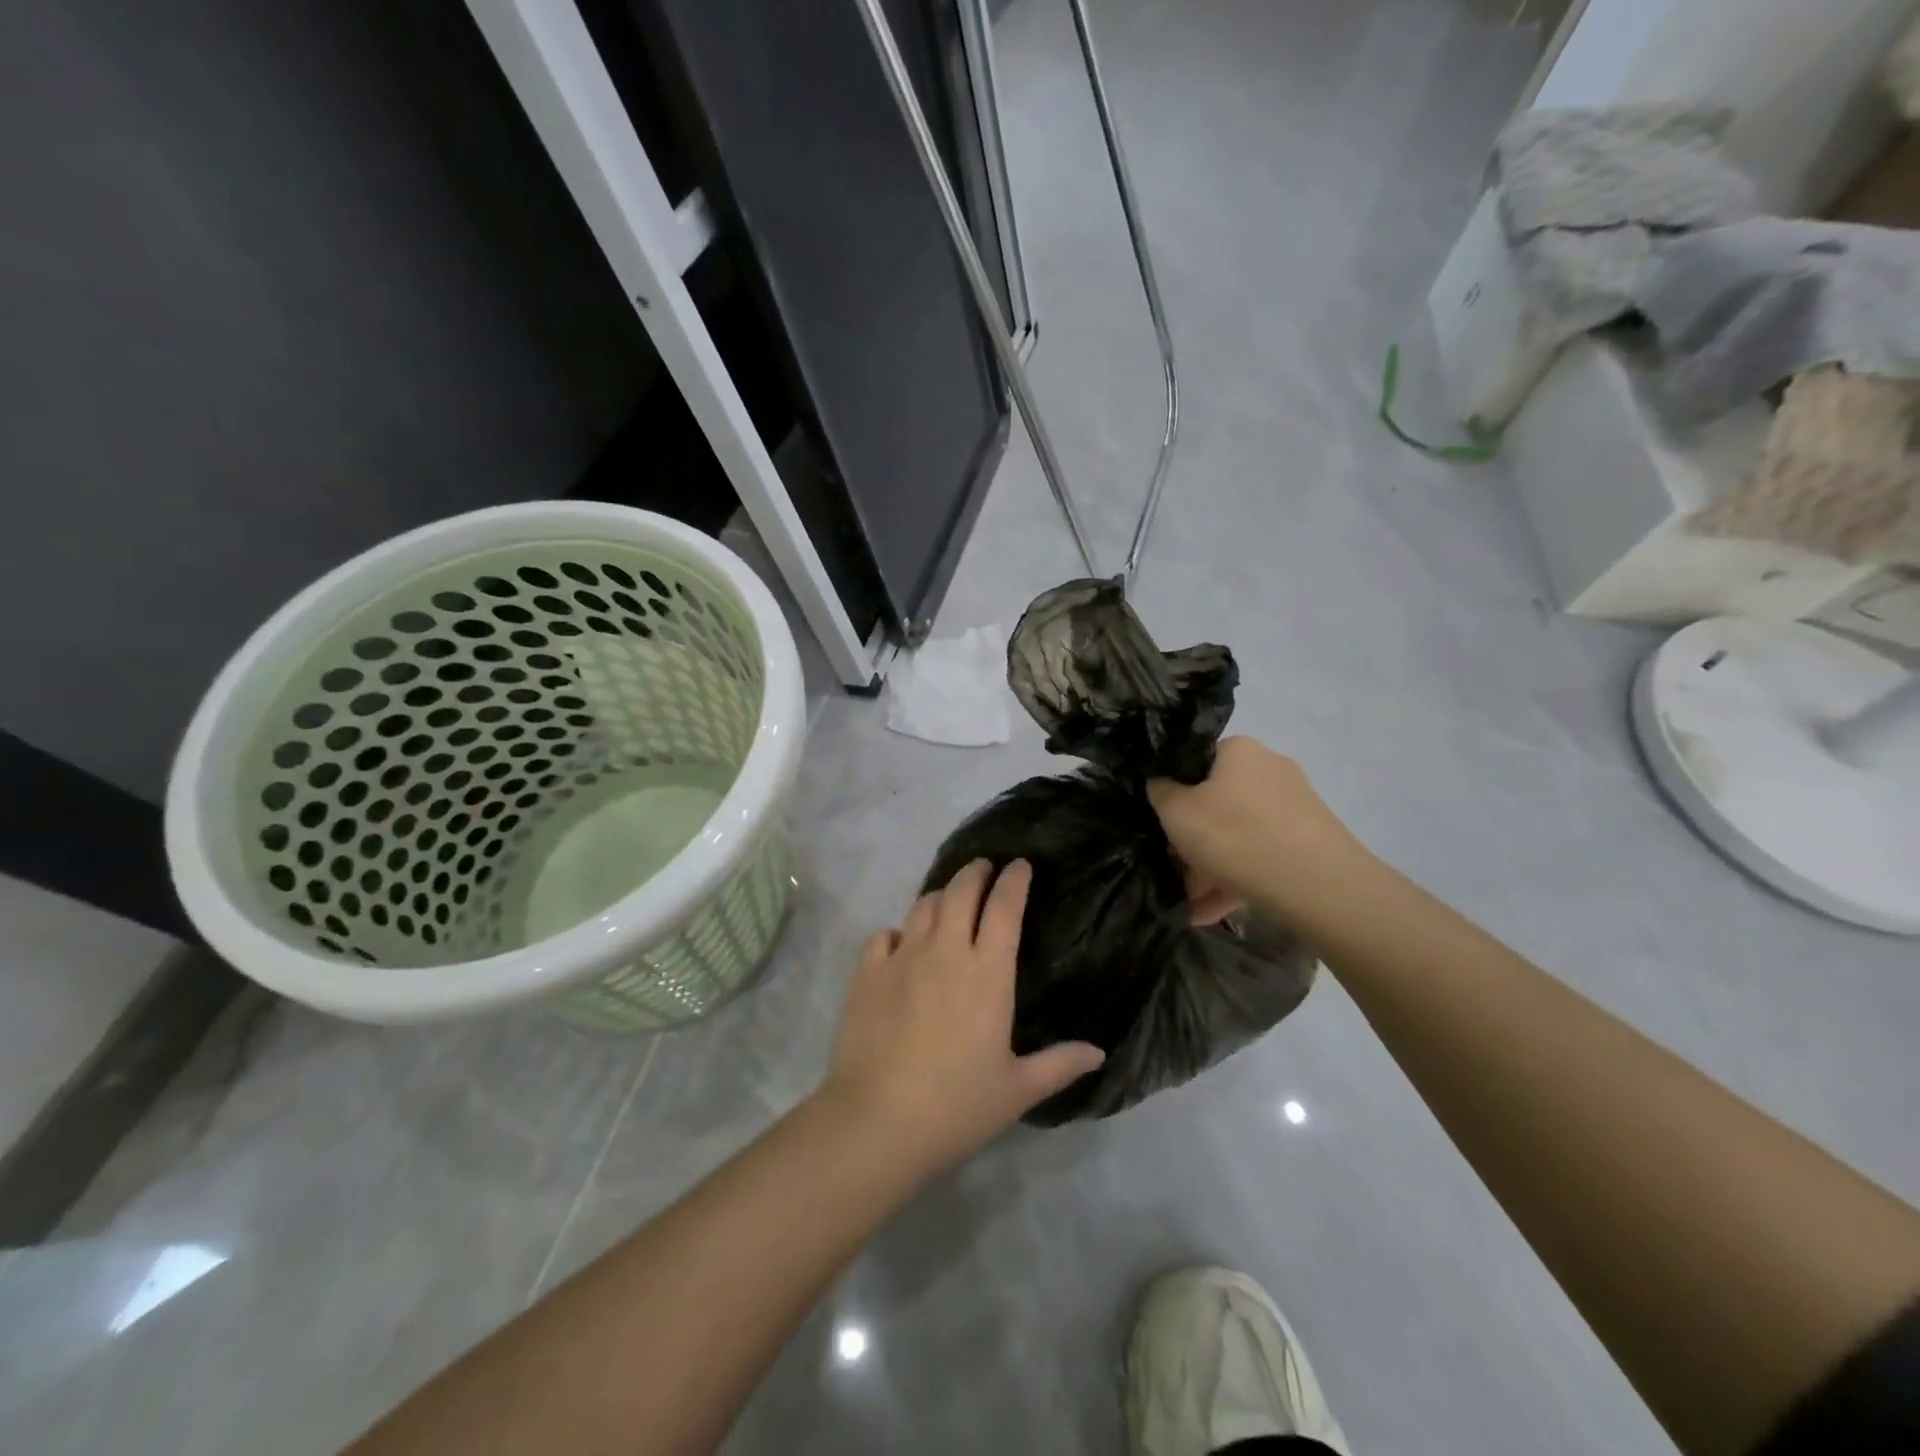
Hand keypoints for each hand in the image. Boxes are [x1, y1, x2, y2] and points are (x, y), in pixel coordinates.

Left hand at [820, 859, 1104, 1174]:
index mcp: (987, 973)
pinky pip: (884, 935)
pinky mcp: (867, 973)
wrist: (878, 1122)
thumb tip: (1099, 1053)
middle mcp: (945, 951)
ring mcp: (902, 958)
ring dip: (941, 895)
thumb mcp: (1017, 1089)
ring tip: (949, 900)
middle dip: (976, 872)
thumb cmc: (957, 1106)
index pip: (1004, 907)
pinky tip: (901, 943)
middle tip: (985, 868)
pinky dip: (899, 931)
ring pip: (923, 906)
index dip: (1014, 880)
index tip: (1020, 865)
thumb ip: (1059, 1064)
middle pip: (961, 891)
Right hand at [1148, 736, 1370, 926]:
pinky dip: (1237, 881)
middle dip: (1193, 840)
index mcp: (1239, 751)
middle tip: (1175, 870)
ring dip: (1211, 868)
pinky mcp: (1312, 842)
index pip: (1195, 762)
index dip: (1173, 792)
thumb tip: (1161, 784)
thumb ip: (1160, 792)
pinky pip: (1262, 857)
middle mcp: (1271, 770)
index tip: (1161, 823)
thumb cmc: (1235, 835)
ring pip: (1239, 835)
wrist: (1319, 886)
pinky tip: (1211, 914)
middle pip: (1217, 803)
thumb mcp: (1176, 812)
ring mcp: (1296, 807)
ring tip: (1191, 906)